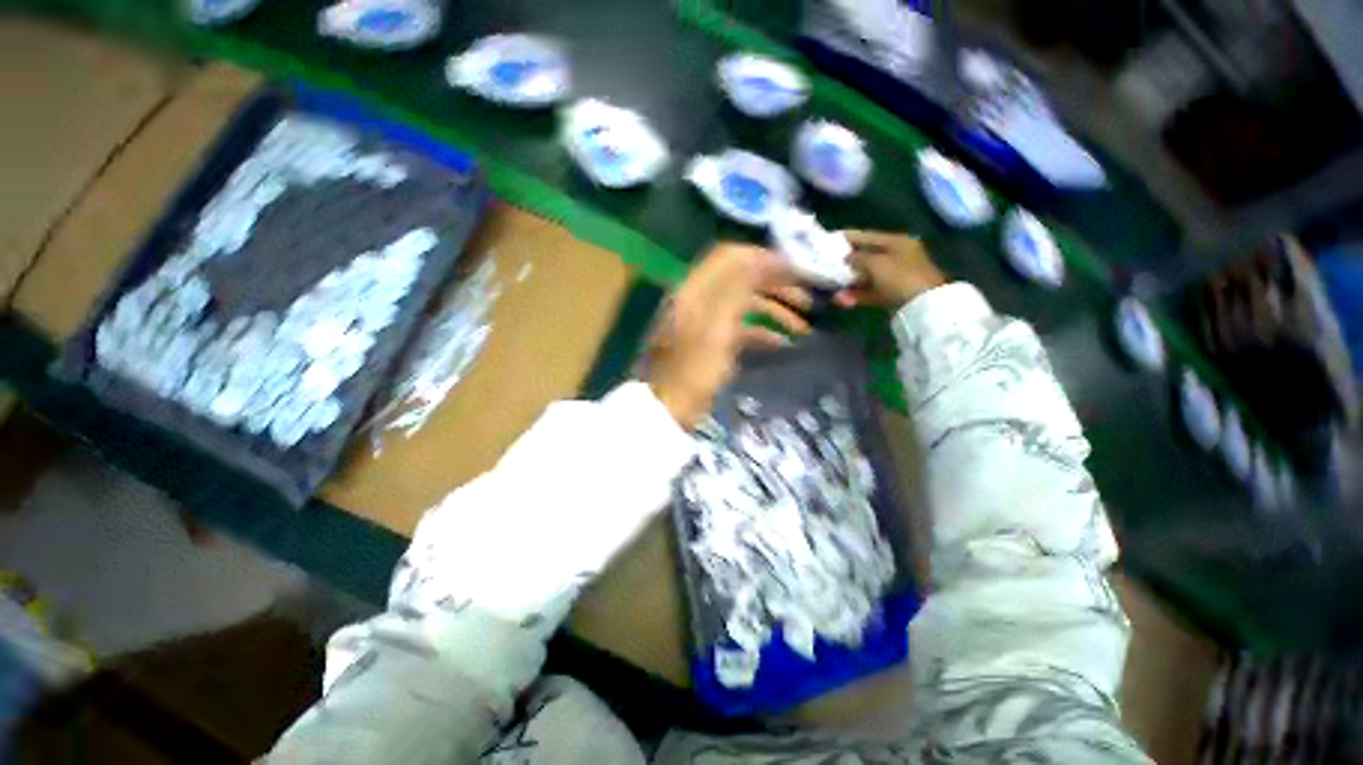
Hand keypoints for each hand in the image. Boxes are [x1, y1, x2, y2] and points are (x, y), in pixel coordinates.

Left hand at [645, 244, 811, 428]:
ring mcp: (705, 321)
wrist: (668, 411)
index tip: (799, 270)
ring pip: (745, 305)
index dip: (766, 259)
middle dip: (777, 286)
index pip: (732, 257)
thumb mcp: (716, 331)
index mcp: (695, 291)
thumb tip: (760, 259)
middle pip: (743, 279)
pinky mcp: (710, 341)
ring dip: (775, 311)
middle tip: (809, 299)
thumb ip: (736, 292)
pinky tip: (783, 345)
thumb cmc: (692, 373)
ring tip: (804, 328)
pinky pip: (740, 328)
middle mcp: (699, 299)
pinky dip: (762, 332)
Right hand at [833, 230, 945, 310]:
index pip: (867, 236)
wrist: (922, 306)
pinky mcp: (891, 293)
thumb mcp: (876, 263)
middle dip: (846, 262)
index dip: (848, 237)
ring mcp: (894, 276)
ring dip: (848, 282)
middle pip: (866, 256)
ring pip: (865, 275)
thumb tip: (847, 257)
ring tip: (832, 287)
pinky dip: (856, 294)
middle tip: (827, 264)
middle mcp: (896, 256)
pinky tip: (842, 300)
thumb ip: (858, 257)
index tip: (830, 239)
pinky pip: (869, 291)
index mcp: (896, 242)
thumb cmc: (899, 277)